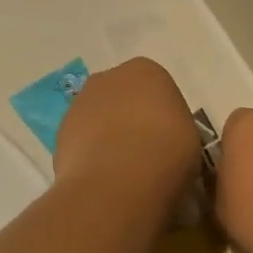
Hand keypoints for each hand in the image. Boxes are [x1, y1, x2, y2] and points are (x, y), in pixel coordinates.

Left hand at [54, 59, 198, 199]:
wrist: (119, 181)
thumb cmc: (168, 153)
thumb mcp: (192, 141)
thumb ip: (176, 132)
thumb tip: (165, 147)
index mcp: (147, 71)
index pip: (158, 89)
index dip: (164, 118)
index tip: (170, 142)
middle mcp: (108, 78)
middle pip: (124, 99)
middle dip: (131, 122)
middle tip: (147, 156)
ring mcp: (79, 104)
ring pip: (99, 120)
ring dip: (108, 140)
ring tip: (124, 174)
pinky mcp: (60, 133)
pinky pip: (82, 143)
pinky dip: (91, 157)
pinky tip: (104, 180)